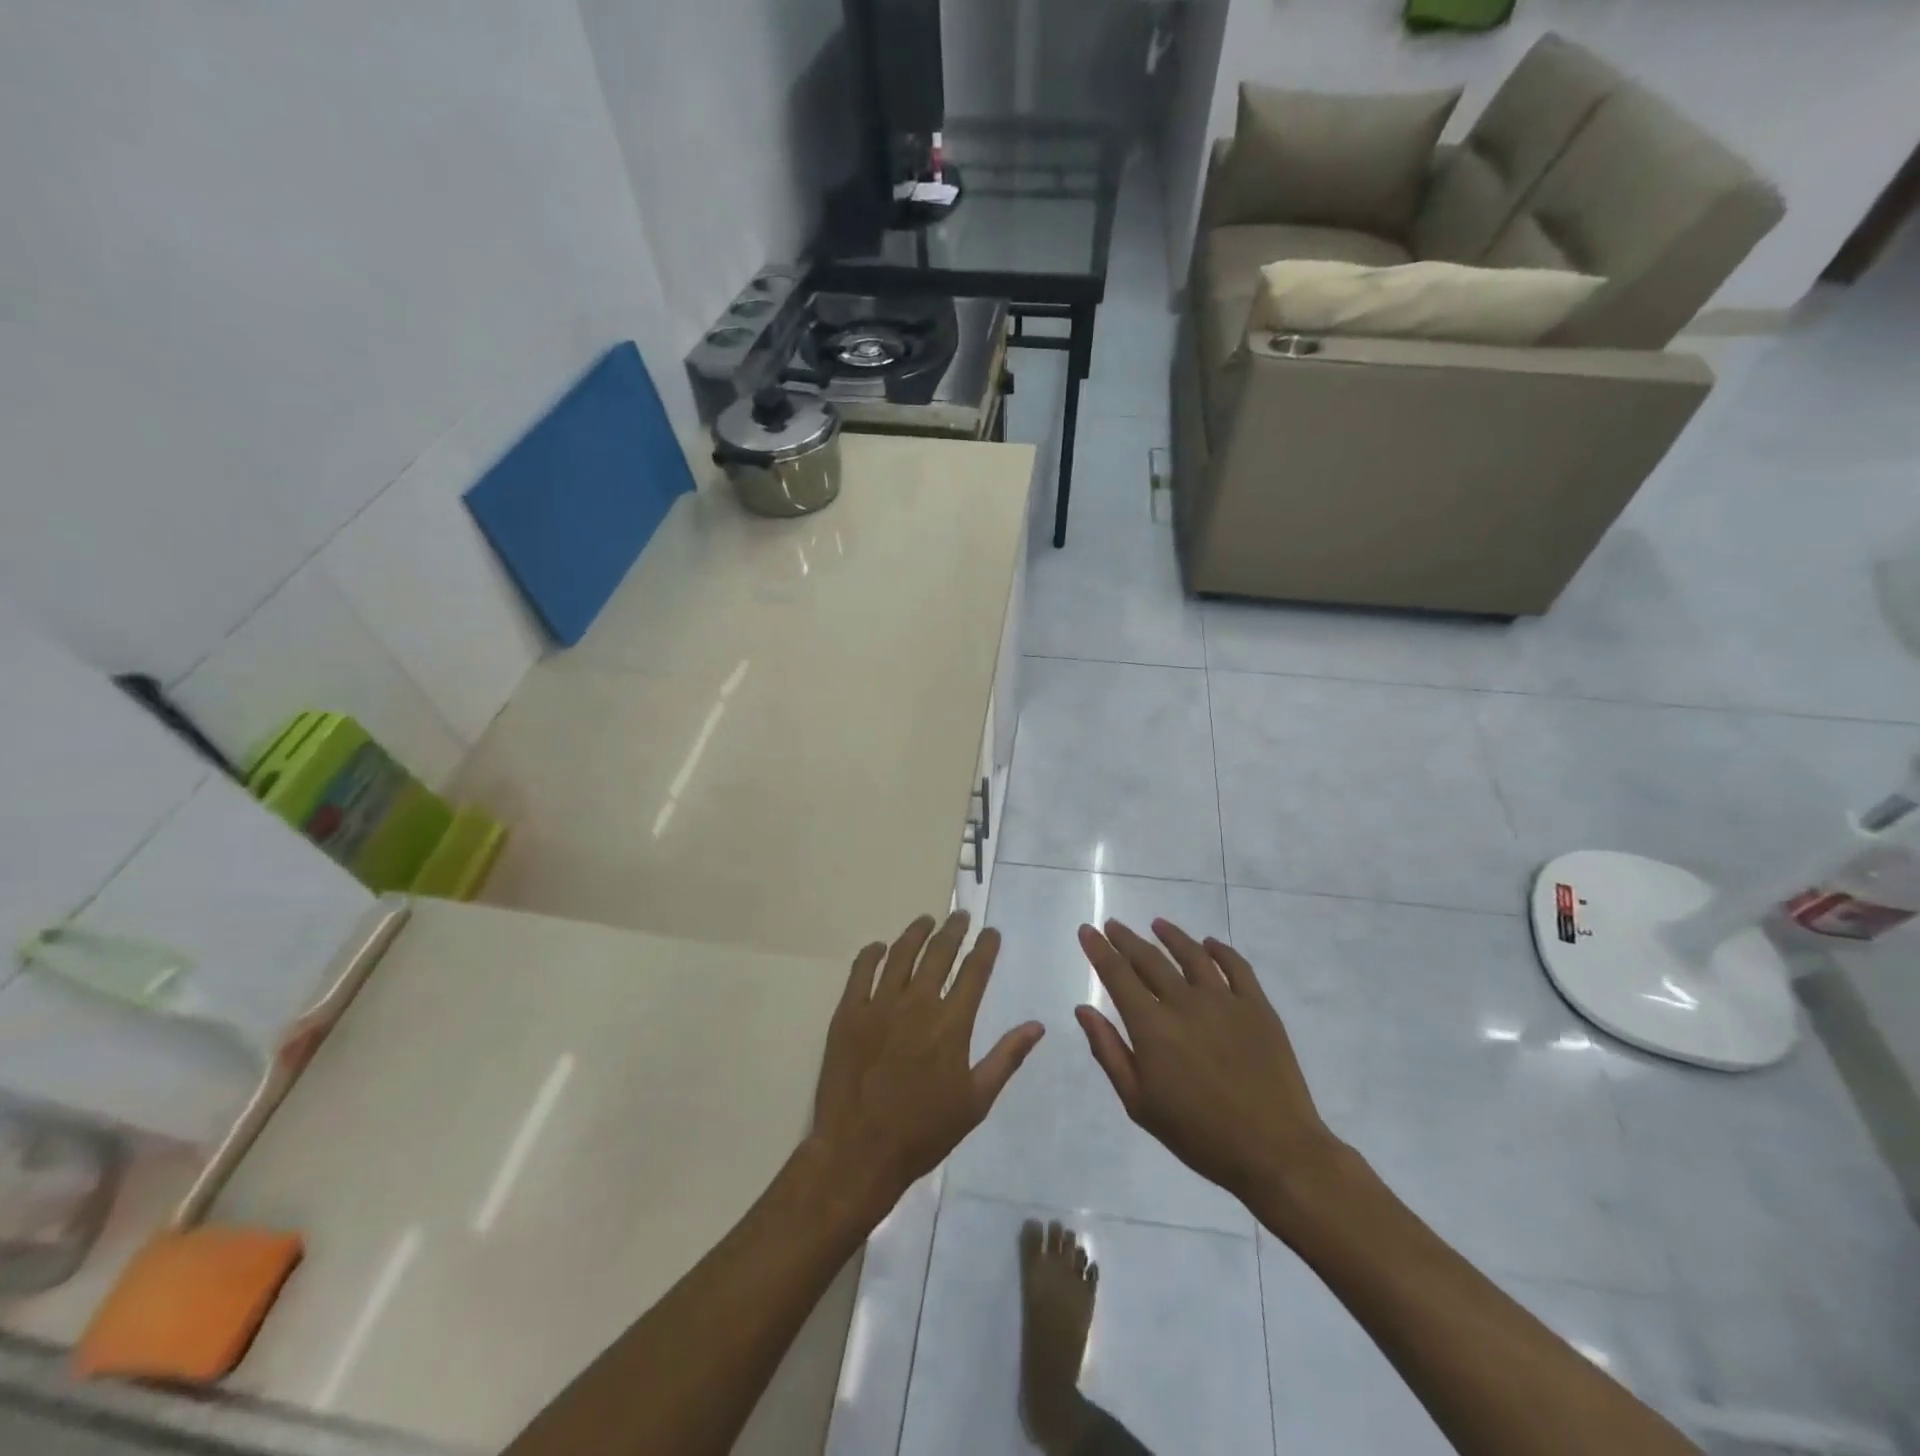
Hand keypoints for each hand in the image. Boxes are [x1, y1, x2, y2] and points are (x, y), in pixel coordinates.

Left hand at [813, 912, 1044, 1210]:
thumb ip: (1006, 1057)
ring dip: (916, 932)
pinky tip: (880, 947)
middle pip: (938, 953)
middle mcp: (918, 1003)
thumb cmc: (923, 1131)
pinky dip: (872, 953)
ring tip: (926, 920)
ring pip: (901, 954)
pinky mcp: (848, 1012)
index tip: (991, 932)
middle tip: (960, 916)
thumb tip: (1037, 1025)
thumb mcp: (976, 1100)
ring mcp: (879, 1005)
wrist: (859, 1151)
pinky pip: (860, 970)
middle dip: (953, 930)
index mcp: (951, 1023)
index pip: (974, 971)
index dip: (985, 947)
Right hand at [1075, 919, 1339, 1206]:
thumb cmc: (1199, 1134)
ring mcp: (1224, 1001)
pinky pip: (1236, 967)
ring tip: (1157, 924)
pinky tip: (1209, 944)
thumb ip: (1109, 1052)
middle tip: (1113, 925)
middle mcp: (1185, 1002)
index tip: (1087, 930)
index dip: (1099, 950)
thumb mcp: (1140, 1103)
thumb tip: (1083, 1010)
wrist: (1275, 1151)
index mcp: (1152, 1026)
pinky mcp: (1258, 1007)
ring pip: (1192, 954)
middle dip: (1126, 939)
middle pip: (1150, 959)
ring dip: (1171, 936)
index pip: (1117, 975)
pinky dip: (1220, 950)